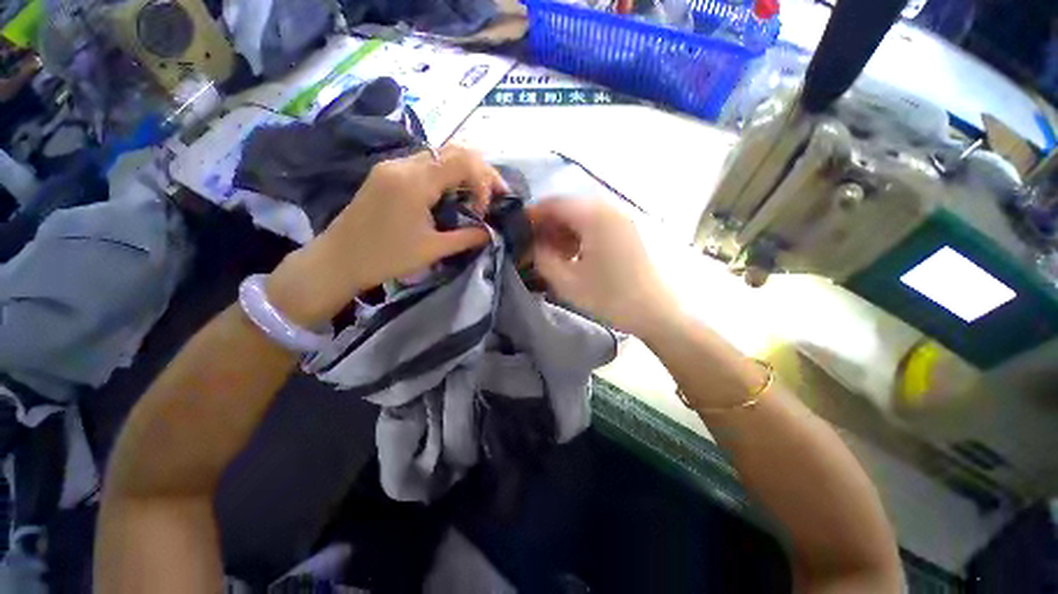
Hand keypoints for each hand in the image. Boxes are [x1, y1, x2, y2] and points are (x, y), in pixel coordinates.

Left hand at [266, 145, 506, 324]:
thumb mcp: (433, 250)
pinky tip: (450, 195)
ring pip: (438, 155)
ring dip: (462, 172)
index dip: (485, 180)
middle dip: (479, 171)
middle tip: (493, 194)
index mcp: (415, 182)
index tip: (488, 207)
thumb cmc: (386, 257)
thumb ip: (467, 237)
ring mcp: (392, 166)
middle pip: (453, 151)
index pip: (463, 161)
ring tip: (475, 197)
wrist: (338, 260)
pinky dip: (444, 175)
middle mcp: (403, 164)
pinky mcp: (386, 174)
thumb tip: (491, 232)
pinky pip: (423, 164)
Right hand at [530, 198, 679, 336]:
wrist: (655, 311)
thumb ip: (542, 258)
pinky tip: (572, 254)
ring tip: (550, 253)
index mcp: (594, 216)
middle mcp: (608, 208)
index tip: (517, 232)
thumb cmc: (610, 297)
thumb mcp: (567, 281)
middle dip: (546, 225)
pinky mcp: (626, 230)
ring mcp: (620, 218)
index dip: (532, 216)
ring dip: (562, 231)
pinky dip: (578, 235)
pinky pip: (594, 224)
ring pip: (581, 216)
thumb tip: (531, 244)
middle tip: (532, 246)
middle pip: (567, 207)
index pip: (553, 204)